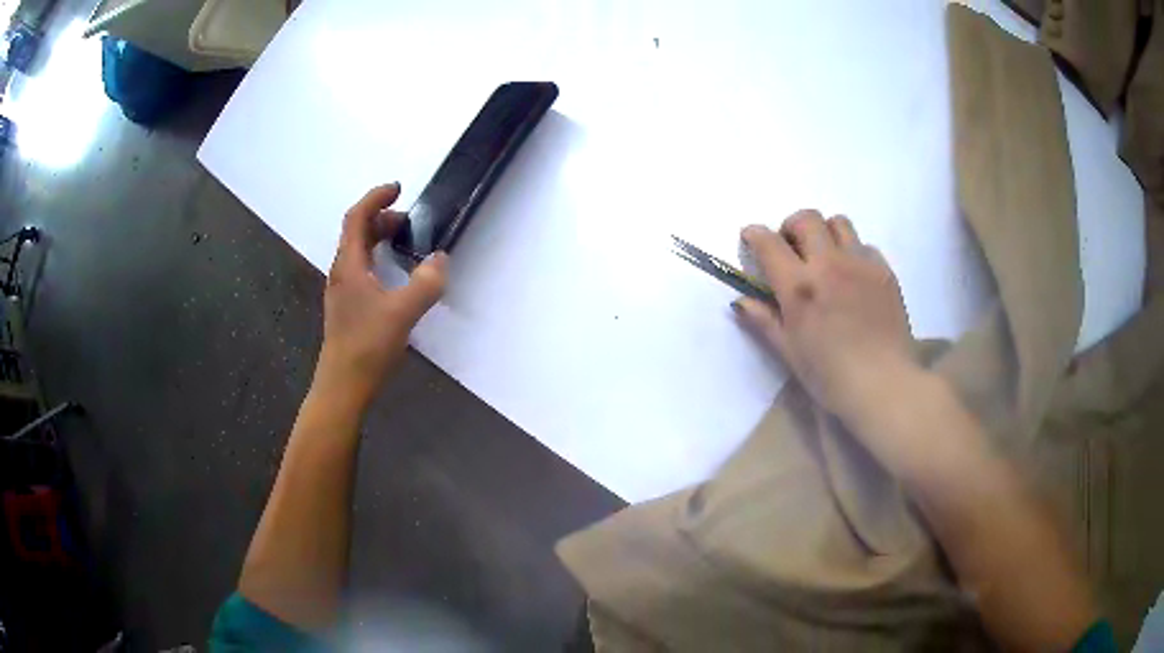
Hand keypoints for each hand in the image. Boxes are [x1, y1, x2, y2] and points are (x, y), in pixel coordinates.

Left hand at [315, 183, 446, 407]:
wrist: (343, 385)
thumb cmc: (367, 346)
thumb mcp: (402, 312)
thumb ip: (425, 283)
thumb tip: (440, 259)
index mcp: (349, 265)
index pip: (357, 218)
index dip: (375, 198)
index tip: (398, 188)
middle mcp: (342, 272)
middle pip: (356, 232)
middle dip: (381, 218)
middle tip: (409, 220)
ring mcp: (343, 290)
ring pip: (358, 251)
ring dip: (379, 238)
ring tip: (404, 241)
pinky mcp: (347, 306)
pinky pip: (361, 269)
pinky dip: (378, 258)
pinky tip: (393, 275)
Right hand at [735, 211, 915, 420]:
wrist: (883, 385)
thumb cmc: (830, 377)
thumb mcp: (789, 352)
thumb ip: (764, 321)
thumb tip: (741, 301)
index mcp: (800, 286)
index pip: (769, 243)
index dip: (754, 235)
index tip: (751, 238)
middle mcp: (829, 264)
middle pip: (806, 219)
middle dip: (791, 227)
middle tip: (791, 249)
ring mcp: (860, 264)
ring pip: (838, 222)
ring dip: (824, 232)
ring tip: (825, 257)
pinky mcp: (884, 271)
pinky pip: (865, 245)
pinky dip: (853, 252)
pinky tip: (854, 277)